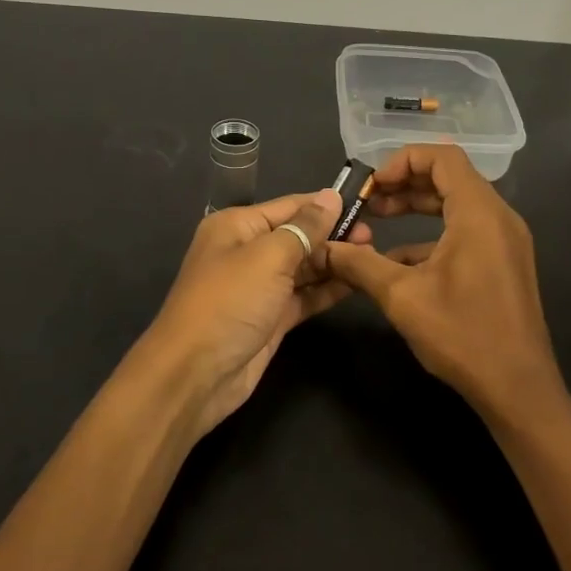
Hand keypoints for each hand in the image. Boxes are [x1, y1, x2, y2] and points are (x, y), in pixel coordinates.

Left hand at [133, 190, 367, 438]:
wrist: (196, 374)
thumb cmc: (229, 302)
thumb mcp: (268, 257)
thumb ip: (304, 227)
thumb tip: (331, 196)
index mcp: (237, 226)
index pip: (289, 206)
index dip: (325, 205)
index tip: (366, 203)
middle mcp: (247, 251)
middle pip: (298, 235)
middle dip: (333, 235)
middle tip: (375, 237)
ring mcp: (260, 287)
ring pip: (303, 267)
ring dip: (334, 262)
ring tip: (373, 257)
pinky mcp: (271, 318)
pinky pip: (304, 295)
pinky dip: (327, 289)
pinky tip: (357, 282)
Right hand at [320, 145, 569, 426]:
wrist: (518, 389)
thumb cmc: (462, 335)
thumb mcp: (402, 297)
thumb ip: (360, 264)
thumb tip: (324, 248)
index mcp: (479, 213)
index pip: (443, 157)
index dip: (402, 161)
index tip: (371, 186)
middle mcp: (498, 217)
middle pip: (450, 177)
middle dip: (405, 184)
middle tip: (368, 203)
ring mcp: (505, 241)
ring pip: (457, 205)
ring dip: (417, 208)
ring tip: (378, 222)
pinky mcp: (504, 263)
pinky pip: (466, 231)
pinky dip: (432, 234)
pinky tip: (398, 261)